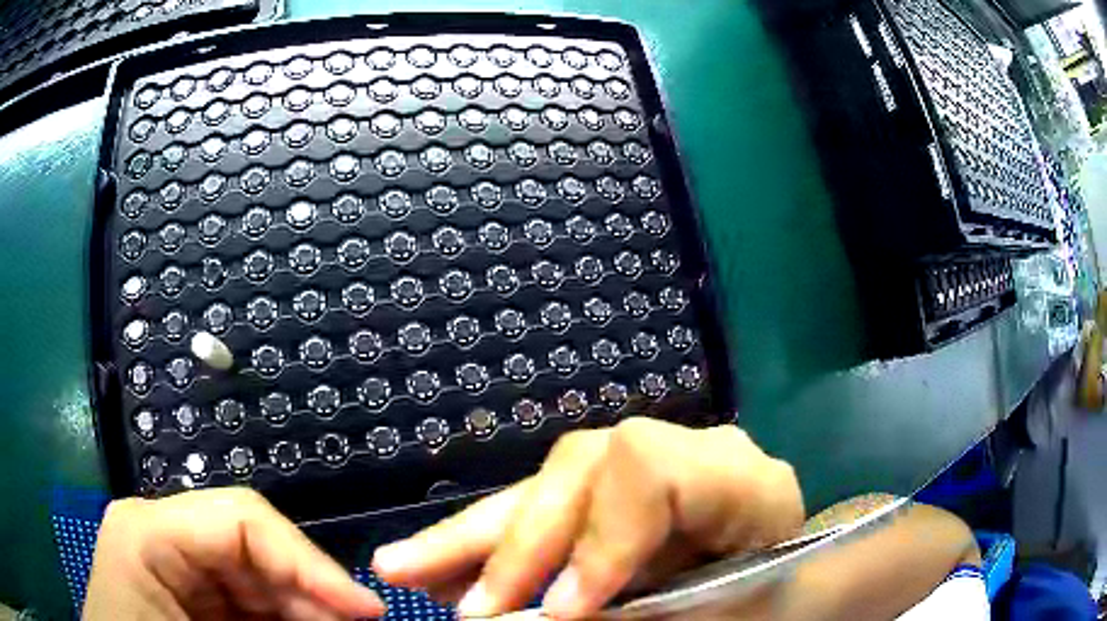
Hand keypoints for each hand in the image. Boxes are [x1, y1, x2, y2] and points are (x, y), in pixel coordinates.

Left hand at [83, 487, 383, 619]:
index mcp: (151, 530)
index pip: (242, 520)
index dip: (310, 562)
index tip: (366, 610)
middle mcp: (162, 532)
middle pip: (252, 546)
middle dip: (310, 592)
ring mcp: (172, 560)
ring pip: (253, 574)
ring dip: (299, 608)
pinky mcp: (184, 589)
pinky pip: (242, 597)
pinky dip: (278, 618)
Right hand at [372, 418, 803, 618]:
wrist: (800, 585)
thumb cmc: (783, 600)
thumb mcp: (729, 615)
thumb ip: (651, 619)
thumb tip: (547, 620)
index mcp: (739, 480)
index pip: (648, 469)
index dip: (594, 539)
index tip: (556, 614)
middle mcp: (688, 457)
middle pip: (577, 472)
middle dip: (503, 543)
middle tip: (427, 589)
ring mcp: (647, 474)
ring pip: (546, 491)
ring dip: (470, 540)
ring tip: (403, 569)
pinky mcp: (620, 502)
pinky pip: (546, 516)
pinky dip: (492, 551)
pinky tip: (445, 572)